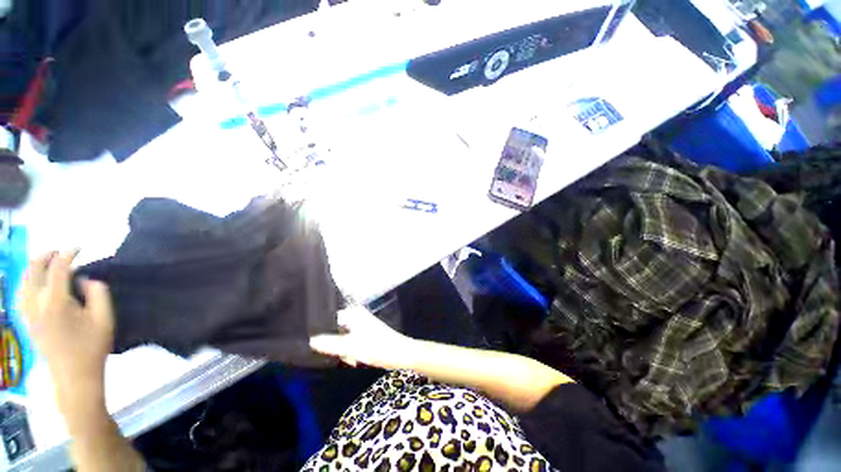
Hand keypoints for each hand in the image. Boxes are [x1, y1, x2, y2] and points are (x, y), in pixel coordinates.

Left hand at [20, 250, 113, 414]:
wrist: (74, 377)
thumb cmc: (92, 347)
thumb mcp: (105, 318)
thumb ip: (97, 293)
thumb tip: (84, 280)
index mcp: (55, 302)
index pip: (58, 268)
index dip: (68, 253)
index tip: (80, 247)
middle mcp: (36, 304)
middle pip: (33, 270)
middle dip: (46, 256)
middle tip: (62, 251)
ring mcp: (27, 313)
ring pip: (23, 281)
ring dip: (35, 267)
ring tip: (48, 263)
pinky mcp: (26, 321)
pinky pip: (21, 293)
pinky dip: (28, 281)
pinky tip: (36, 283)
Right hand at [310, 305, 415, 369]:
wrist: (400, 353)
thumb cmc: (377, 347)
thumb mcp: (351, 347)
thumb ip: (330, 344)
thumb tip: (310, 341)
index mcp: (353, 313)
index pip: (328, 319)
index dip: (320, 333)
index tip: (313, 346)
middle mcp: (356, 315)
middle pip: (334, 330)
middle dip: (334, 345)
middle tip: (342, 355)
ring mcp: (361, 324)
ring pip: (341, 338)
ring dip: (343, 350)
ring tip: (352, 358)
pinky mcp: (365, 334)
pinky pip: (349, 342)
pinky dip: (350, 351)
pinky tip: (356, 359)